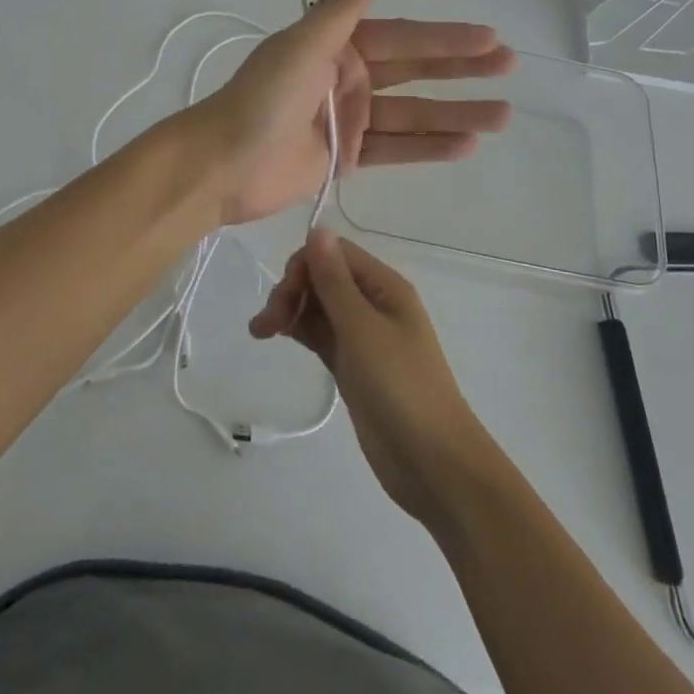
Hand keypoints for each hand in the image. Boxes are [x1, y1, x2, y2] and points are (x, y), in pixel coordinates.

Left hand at [189, 0, 514, 225]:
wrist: (224, 162)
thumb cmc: (264, 97)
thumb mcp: (305, 43)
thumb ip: (343, 7)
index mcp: (336, 46)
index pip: (402, 38)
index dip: (445, 38)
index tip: (489, 37)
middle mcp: (346, 78)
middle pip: (414, 72)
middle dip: (460, 70)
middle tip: (509, 66)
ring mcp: (347, 119)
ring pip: (412, 114)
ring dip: (455, 114)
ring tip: (503, 115)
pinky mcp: (345, 157)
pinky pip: (395, 149)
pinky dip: (428, 147)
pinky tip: (466, 146)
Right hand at [250, 230, 497, 526]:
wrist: (432, 464)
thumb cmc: (400, 387)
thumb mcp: (362, 330)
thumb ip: (335, 281)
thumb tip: (317, 228)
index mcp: (384, 286)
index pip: (335, 254)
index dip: (305, 266)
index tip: (283, 297)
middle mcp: (374, 304)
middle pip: (325, 277)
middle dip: (293, 290)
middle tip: (266, 324)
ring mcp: (363, 336)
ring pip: (319, 306)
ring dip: (291, 310)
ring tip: (261, 332)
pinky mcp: (353, 365)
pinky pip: (321, 334)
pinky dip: (299, 330)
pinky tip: (278, 337)